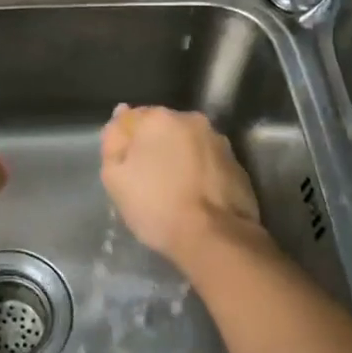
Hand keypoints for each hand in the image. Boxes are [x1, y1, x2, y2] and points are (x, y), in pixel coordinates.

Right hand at [100, 105, 266, 266]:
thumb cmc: (156, 205)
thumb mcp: (115, 177)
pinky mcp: (238, 165)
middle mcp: (192, 120)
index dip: (125, 144)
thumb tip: (120, 115)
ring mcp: (219, 142)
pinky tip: (195, 199)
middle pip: (163, 130)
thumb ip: (113, 142)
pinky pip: (208, 164)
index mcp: (159, 118)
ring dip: (180, 160)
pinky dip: (200, 174)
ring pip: (188, 145)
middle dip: (154, 148)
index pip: (131, 119)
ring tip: (174, 192)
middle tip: (147, 181)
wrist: (214, 237)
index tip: (125, 169)